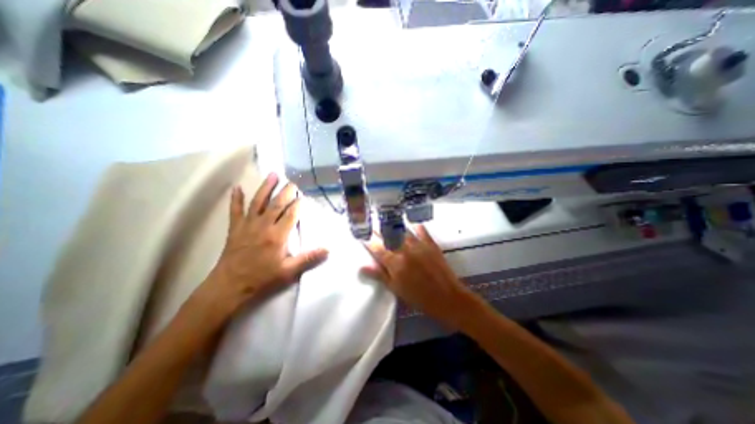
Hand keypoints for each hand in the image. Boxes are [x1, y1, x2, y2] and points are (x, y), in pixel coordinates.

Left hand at [202, 173, 329, 314]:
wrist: (230, 286)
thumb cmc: (262, 278)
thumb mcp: (289, 271)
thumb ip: (308, 258)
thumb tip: (328, 249)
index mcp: (277, 236)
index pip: (290, 214)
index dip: (298, 204)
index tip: (304, 196)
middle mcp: (263, 226)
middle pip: (277, 204)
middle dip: (286, 192)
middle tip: (293, 182)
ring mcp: (247, 225)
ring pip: (258, 202)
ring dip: (266, 188)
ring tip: (272, 175)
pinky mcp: (235, 228)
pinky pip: (235, 210)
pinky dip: (236, 199)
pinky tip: (237, 187)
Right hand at [363, 226, 478, 330]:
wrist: (448, 298)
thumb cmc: (419, 297)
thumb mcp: (396, 289)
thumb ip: (380, 275)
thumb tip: (362, 266)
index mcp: (395, 263)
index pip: (377, 248)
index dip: (368, 241)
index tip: (362, 236)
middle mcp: (405, 250)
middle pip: (388, 236)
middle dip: (378, 231)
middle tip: (372, 226)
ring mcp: (418, 245)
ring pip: (402, 231)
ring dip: (392, 226)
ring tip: (385, 221)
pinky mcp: (430, 243)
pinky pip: (421, 230)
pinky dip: (414, 225)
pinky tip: (410, 222)